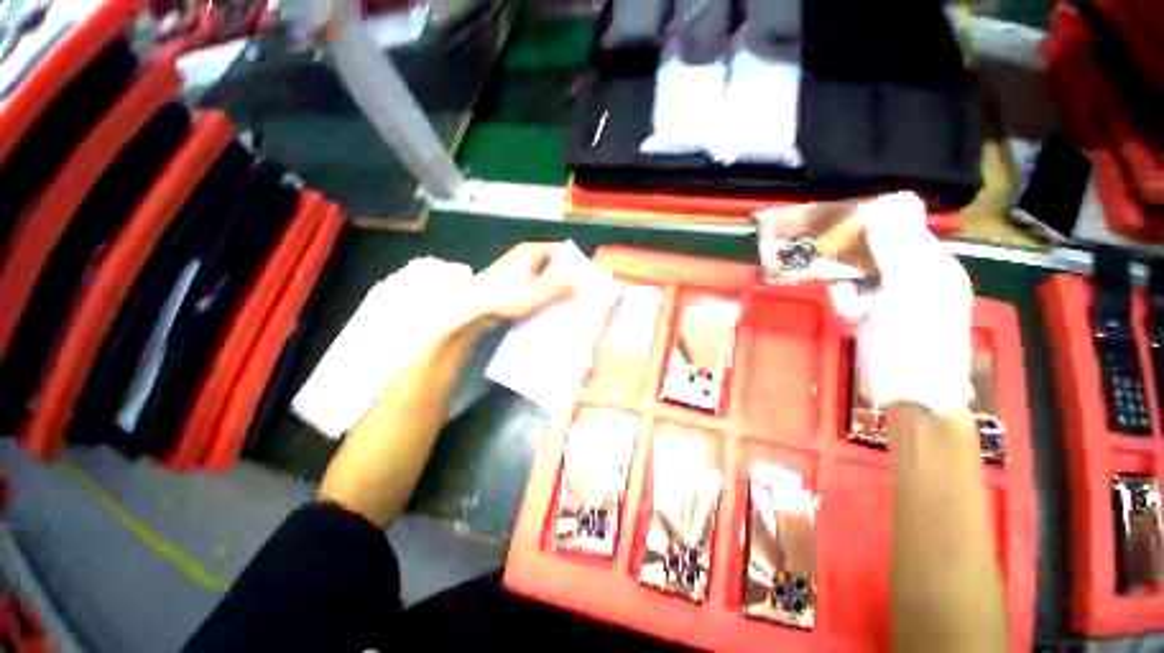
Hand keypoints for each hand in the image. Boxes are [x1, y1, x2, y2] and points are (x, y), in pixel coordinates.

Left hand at [473, 243, 576, 321]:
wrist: (472, 307)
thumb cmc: (506, 295)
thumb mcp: (538, 292)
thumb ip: (560, 288)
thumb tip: (577, 287)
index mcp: (531, 251)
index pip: (559, 250)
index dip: (572, 261)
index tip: (584, 275)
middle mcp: (523, 256)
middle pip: (550, 263)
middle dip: (564, 276)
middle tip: (578, 291)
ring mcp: (514, 270)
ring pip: (541, 276)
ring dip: (552, 287)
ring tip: (566, 301)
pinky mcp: (508, 284)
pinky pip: (531, 285)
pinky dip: (540, 293)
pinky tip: (547, 306)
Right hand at [832, 193, 973, 413]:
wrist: (908, 393)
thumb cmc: (916, 338)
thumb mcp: (911, 287)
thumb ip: (897, 246)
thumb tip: (880, 206)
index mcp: (932, 263)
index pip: (903, 224)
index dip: (874, 218)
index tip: (843, 222)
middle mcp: (912, 275)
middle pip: (877, 245)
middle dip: (853, 248)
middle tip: (829, 251)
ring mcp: (889, 297)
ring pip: (858, 269)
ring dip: (845, 276)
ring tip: (842, 292)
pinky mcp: (870, 315)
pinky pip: (851, 292)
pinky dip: (844, 297)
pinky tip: (846, 311)